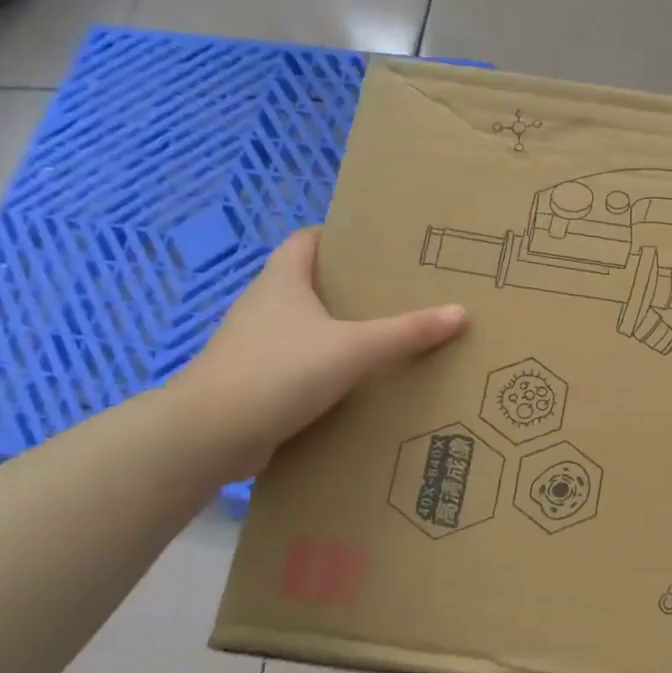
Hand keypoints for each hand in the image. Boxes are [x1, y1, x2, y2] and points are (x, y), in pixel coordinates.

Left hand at [174, 229, 467, 478]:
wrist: (211, 435)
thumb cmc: (279, 372)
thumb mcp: (354, 348)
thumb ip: (407, 332)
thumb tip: (460, 313)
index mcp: (282, 281)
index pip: (307, 241)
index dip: (339, 237)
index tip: (379, 246)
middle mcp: (264, 306)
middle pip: (309, 283)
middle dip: (349, 287)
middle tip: (397, 294)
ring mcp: (255, 345)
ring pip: (304, 327)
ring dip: (337, 331)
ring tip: (385, 338)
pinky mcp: (255, 381)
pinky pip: (298, 364)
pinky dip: (324, 368)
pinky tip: (355, 383)